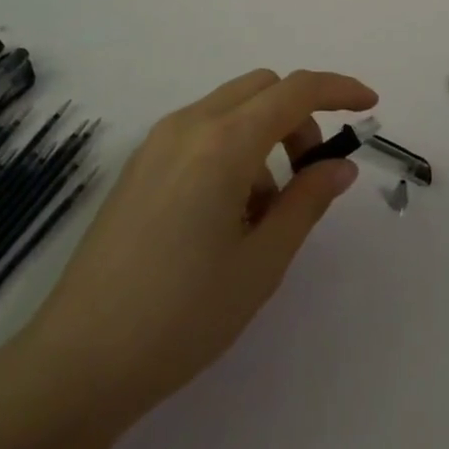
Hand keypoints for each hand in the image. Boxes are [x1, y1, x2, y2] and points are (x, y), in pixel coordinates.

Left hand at [7, 68, 375, 423]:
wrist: (79, 361)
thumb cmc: (182, 315)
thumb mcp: (261, 263)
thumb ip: (307, 202)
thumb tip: (340, 166)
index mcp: (222, 143)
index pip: (294, 91)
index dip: (338, 89)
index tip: (370, 106)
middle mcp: (188, 125)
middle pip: (261, 88)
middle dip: (298, 116)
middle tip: (310, 174)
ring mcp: (157, 142)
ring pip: (230, 107)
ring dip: (264, 135)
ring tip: (264, 214)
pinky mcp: (140, 164)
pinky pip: (201, 131)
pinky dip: (232, 148)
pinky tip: (226, 215)